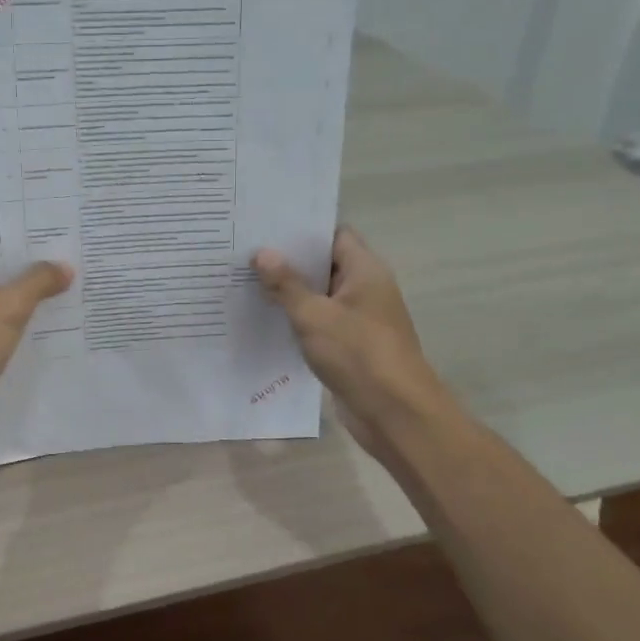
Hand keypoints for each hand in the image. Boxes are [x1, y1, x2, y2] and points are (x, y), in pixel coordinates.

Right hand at [253, 229, 441, 443]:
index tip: (266, 227)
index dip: (302, 229)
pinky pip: (319, 323)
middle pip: (324, 264)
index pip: (334, 234)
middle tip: (245, 253)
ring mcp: (358, 319)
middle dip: (288, 261)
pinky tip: (264, 319)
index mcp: (365, 270)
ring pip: (319, 296)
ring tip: (245, 282)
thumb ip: (286, 284)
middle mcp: (365, 289)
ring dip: (289, 293)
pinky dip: (297, 320)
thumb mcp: (314, 315)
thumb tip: (262, 253)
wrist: (394, 413)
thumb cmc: (358, 353)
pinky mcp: (350, 346)